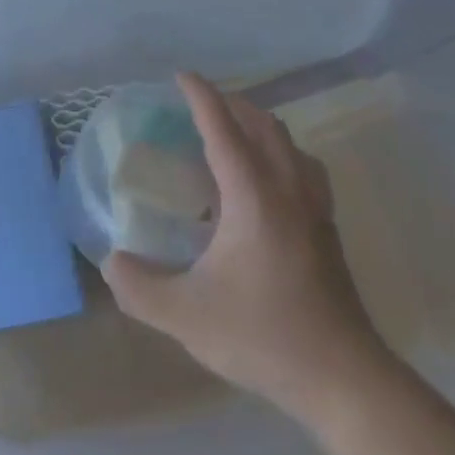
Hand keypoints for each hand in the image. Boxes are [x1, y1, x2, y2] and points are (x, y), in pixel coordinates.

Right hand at [102, 72, 396, 431]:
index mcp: (254, 198)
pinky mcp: (327, 232)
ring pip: (290, 146)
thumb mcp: (183, 314)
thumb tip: (112, 261)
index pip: (224, 130)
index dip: (201, 98)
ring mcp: (315, 211)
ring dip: (259, 127)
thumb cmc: (262, 335)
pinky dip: (279, 154)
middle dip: (231, 105)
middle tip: (198, 104)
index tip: (182, 76)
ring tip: (230, 134)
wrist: (342, 378)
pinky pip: (303, 169)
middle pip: (264, 127)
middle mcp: (289, 191)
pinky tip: (264, 183)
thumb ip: (137, 286)